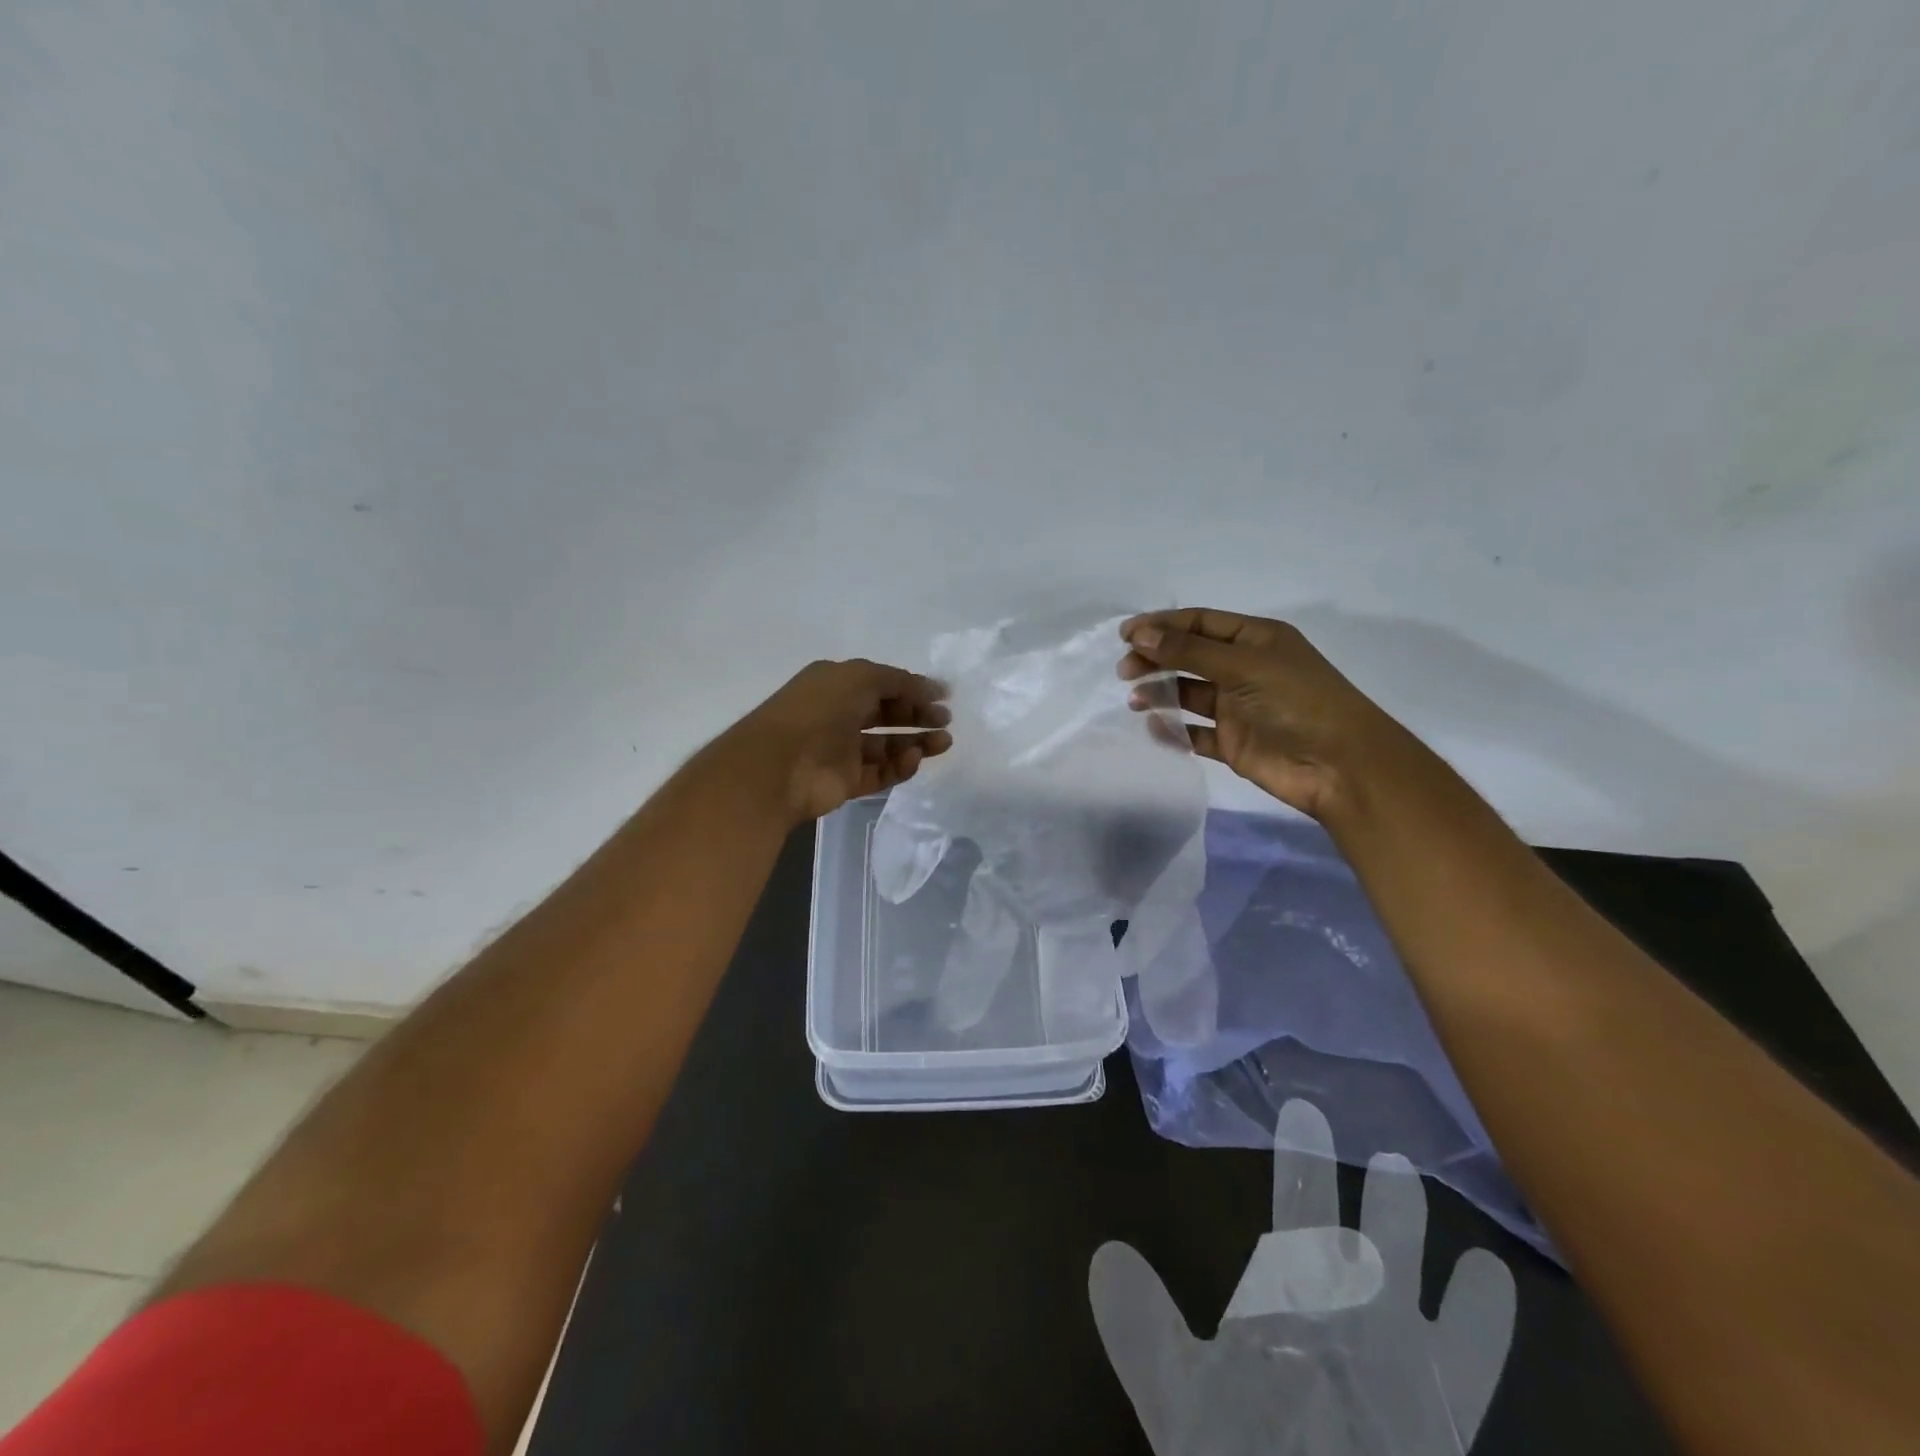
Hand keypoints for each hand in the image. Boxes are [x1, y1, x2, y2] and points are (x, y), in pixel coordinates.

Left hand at [730, 659, 951, 823]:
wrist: (779, 765)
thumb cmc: (818, 710)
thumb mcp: (861, 677)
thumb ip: (899, 681)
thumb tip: (932, 689)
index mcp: (837, 684)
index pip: (882, 684)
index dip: (913, 688)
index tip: (945, 696)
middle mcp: (840, 715)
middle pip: (887, 714)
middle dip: (918, 715)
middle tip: (945, 720)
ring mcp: (843, 750)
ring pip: (888, 745)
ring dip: (917, 742)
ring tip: (944, 742)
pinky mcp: (847, 782)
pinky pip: (881, 773)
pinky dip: (900, 766)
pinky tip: (915, 758)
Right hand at [1090, 1100, 1514, 1455]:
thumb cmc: (1244, 1454)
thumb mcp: (1179, 1403)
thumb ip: (1144, 1327)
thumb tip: (1106, 1252)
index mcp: (1293, 1310)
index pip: (1297, 1215)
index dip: (1300, 1161)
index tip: (1304, 1113)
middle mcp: (1358, 1329)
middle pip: (1373, 1250)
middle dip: (1385, 1208)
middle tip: (1396, 1163)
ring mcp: (1409, 1377)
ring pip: (1427, 1296)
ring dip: (1434, 1254)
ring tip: (1452, 1211)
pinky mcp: (1442, 1420)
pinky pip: (1472, 1362)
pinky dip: (1482, 1318)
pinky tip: (1492, 1282)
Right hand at [1118, 608, 1416, 824]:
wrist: (1339, 766)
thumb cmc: (1296, 702)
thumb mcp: (1243, 666)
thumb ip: (1188, 651)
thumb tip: (1139, 635)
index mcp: (1255, 640)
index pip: (1200, 623)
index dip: (1162, 625)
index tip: (1125, 635)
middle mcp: (1245, 669)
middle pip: (1189, 656)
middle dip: (1156, 659)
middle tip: (1124, 671)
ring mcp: (1238, 707)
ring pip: (1188, 694)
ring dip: (1160, 693)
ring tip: (1135, 700)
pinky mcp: (1233, 743)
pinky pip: (1195, 732)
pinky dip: (1174, 730)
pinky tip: (1155, 728)